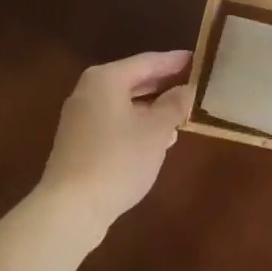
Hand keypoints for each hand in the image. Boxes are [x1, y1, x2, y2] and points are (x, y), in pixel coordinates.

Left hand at [37, 51, 191, 241]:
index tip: (201, 61)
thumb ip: (174, 105)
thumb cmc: (118, 159)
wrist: (70, 209)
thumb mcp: (156, 130)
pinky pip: (116, 121)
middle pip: (135, 80)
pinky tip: (161, 137)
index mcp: (106, 79)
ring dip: (154, 106)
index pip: (149, 61)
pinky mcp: (80, 142)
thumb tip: (187, 89)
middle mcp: (90, 91)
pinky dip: (139, 123)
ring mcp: (81, 117)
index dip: (176, 61)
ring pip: (126, 102)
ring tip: (184, 111)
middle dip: (166, 84)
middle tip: (196, 84)